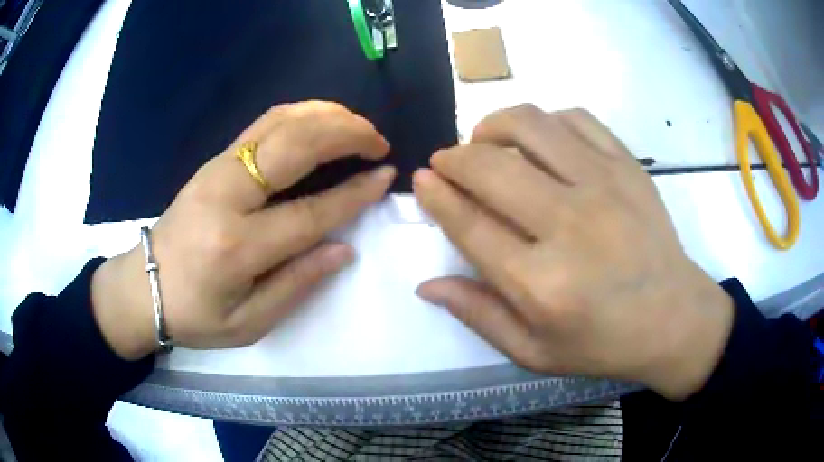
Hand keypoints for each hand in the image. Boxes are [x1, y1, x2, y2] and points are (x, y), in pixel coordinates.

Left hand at [91, 101, 394, 359]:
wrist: (144, 286)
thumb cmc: (195, 314)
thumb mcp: (248, 323)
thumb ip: (297, 285)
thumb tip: (343, 249)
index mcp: (237, 247)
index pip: (309, 212)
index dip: (354, 193)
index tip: (387, 176)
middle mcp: (227, 195)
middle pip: (296, 145)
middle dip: (346, 133)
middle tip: (378, 141)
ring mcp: (217, 169)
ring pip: (280, 121)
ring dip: (326, 115)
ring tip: (357, 126)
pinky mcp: (214, 160)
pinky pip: (264, 123)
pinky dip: (300, 114)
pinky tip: (320, 120)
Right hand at [414, 105, 733, 399]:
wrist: (673, 316)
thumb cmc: (603, 342)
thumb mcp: (534, 352)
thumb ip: (479, 316)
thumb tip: (427, 284)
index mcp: (542, 283)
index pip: (469, 224)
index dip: (436, 195)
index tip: (422, 179)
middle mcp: (570, 224)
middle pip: (491, 167)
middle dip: (454, 158)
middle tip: (447, 164)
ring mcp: (605, 185)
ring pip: (530, 125)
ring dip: (493, 126)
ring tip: (486, 141)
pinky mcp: (628, 165)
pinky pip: (575, 118)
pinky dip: (545, 120)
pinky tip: (539, 140)